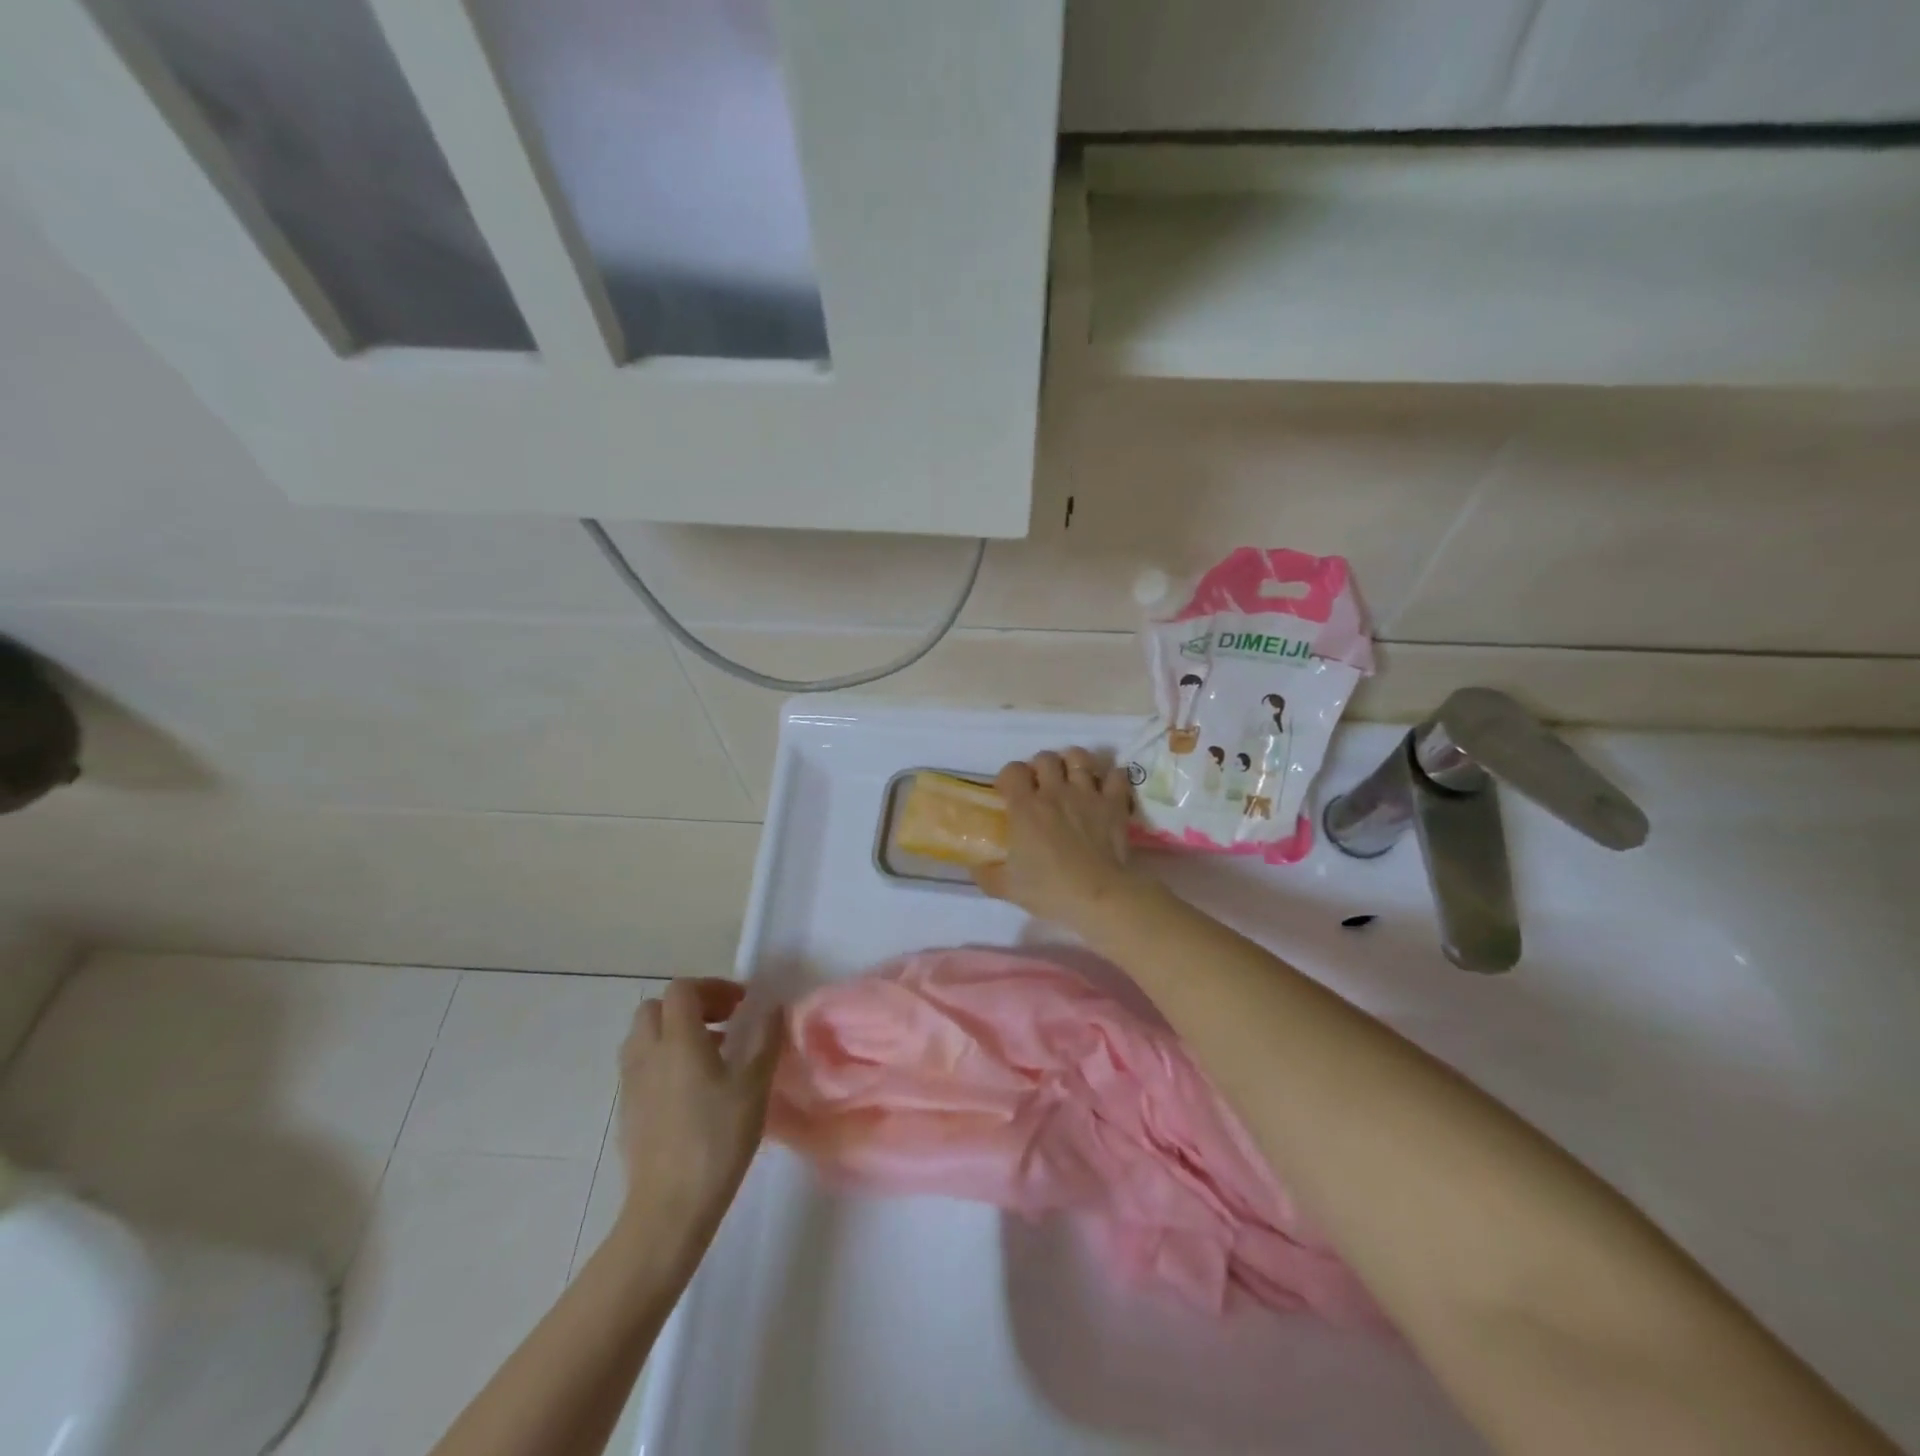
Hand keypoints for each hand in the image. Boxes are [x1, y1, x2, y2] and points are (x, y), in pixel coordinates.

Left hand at [612, 979, 782, 1252]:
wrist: (669, 1207)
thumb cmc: (717, 1139)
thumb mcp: (754, 1086)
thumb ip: (765, 1040)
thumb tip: (772, 1007)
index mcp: (678, 1039)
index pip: (682, 989)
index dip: (712, 988)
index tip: (741, 1005)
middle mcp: (647, 1052)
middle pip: (656, 1007)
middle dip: (689, 1006)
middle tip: (723, 1024)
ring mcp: (631, 1082)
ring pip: (644, 1036)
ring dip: (674, 1032)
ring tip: (710, 1055)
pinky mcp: (627, 1109)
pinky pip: (641, 1065)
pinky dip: (663, 1059)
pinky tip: (692, 1089)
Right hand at [974, 747, 1140, 929]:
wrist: (1099, 897)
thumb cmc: (1050, 891)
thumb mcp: (1007, 888)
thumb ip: (986, 874)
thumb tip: (974, 865)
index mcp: (1026, 807)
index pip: (1012, 770)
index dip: (1009, 777)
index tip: (1009, 793)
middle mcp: (1055, 792)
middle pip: (1045, 758)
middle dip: (1040, 767)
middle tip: (1040, 786)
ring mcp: (1088, 794)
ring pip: (1079, 757)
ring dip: (1073, 763)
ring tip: (1071, 778)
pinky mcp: (1114, 803)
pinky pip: (1116, 774)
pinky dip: (1110, 777)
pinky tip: (1105, 788)